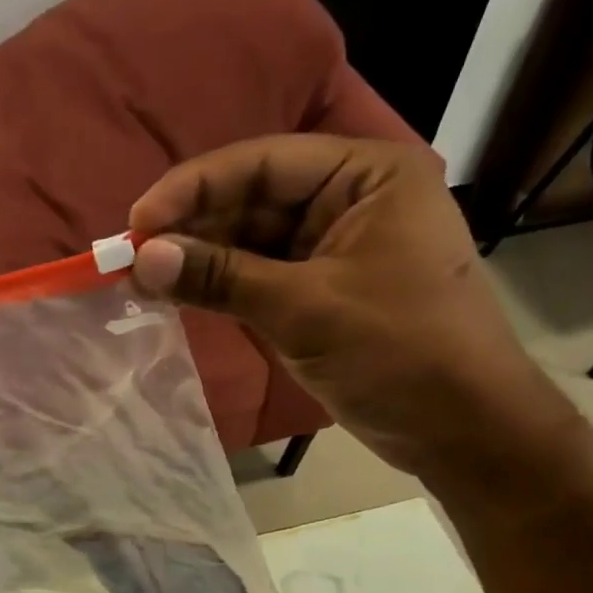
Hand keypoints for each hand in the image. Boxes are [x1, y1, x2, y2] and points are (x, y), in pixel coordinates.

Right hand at [128, 135, 562, 480]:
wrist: (462, 429)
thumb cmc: (400, 351)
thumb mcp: (306, 309)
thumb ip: (221, 278)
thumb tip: (141, 259)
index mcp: (366, 175)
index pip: (263, 163)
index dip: (194, 187)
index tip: (137, 221)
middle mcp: (350, 200)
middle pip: (253, 200)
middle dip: (192, 227)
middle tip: (130, 257)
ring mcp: (334, 249)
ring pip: (251, 241)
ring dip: (200, 259)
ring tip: (142, 279)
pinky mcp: (321, 293)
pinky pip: (260, 277)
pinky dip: (221, 286)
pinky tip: (178, 294)